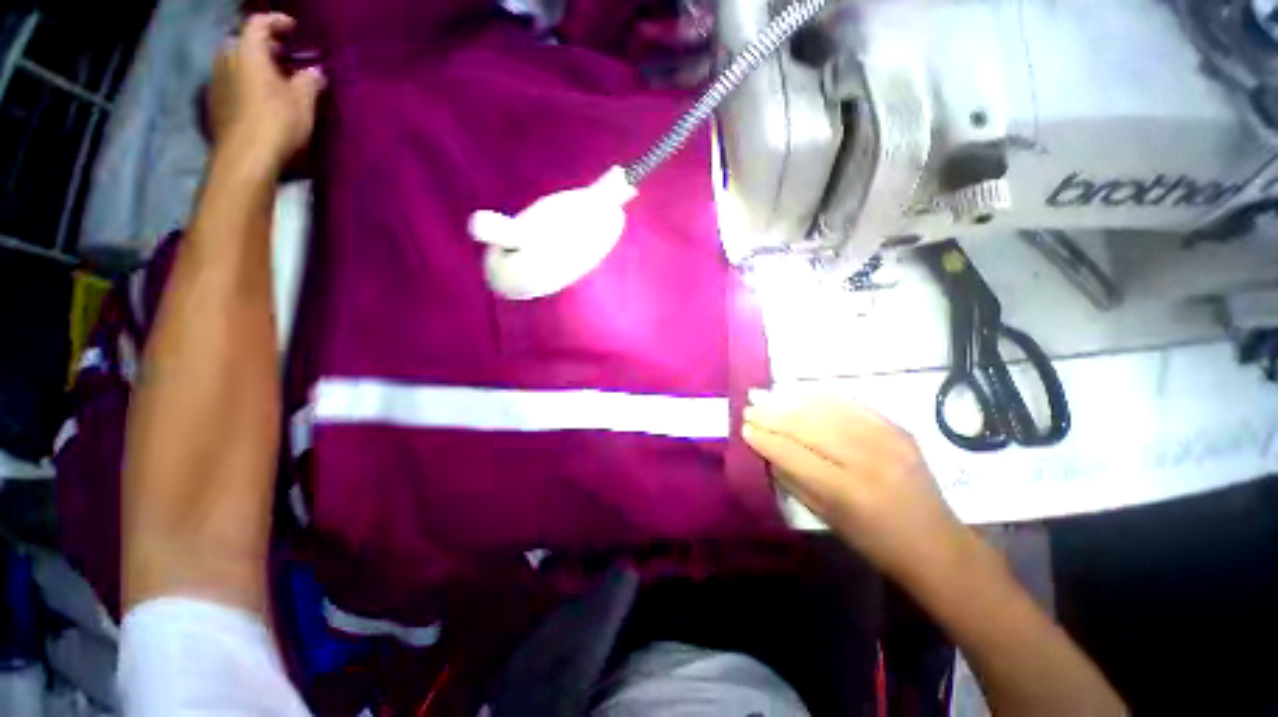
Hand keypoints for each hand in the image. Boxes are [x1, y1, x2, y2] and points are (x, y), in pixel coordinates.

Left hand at [206, 13, 324, 172]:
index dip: (276, 21)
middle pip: (243, 42)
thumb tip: (314, 72)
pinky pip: (232, 82)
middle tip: (284, 56)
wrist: (245, 157)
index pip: (258, 23)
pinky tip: (261, 97)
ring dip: (255, 65)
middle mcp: (226, 60)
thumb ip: (309, 82)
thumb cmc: (276, 122)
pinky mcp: (215, 103)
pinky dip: (247, 82)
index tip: (292, 28)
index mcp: (248, 52)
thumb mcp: (303, 102)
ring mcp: (217, 82)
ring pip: (236, 63)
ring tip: (275, 78)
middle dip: (264, 46)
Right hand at [743, 393, 968, 581]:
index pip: (793, 454)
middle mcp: (867, 459)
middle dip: (772, 415)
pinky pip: (851, 404)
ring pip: (826, 410)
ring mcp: (886, 439)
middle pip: (808, 427)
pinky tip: (799, 394)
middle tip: (749, 406)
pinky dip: (820, 397)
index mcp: (847, 492)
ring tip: (766, 396)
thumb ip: (792, 479)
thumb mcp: (826, 518)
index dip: (765, 438)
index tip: (744, 427)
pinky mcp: (897, 427)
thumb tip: (765, 448)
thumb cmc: (874, 541)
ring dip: (790, 401)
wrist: (937, 544)